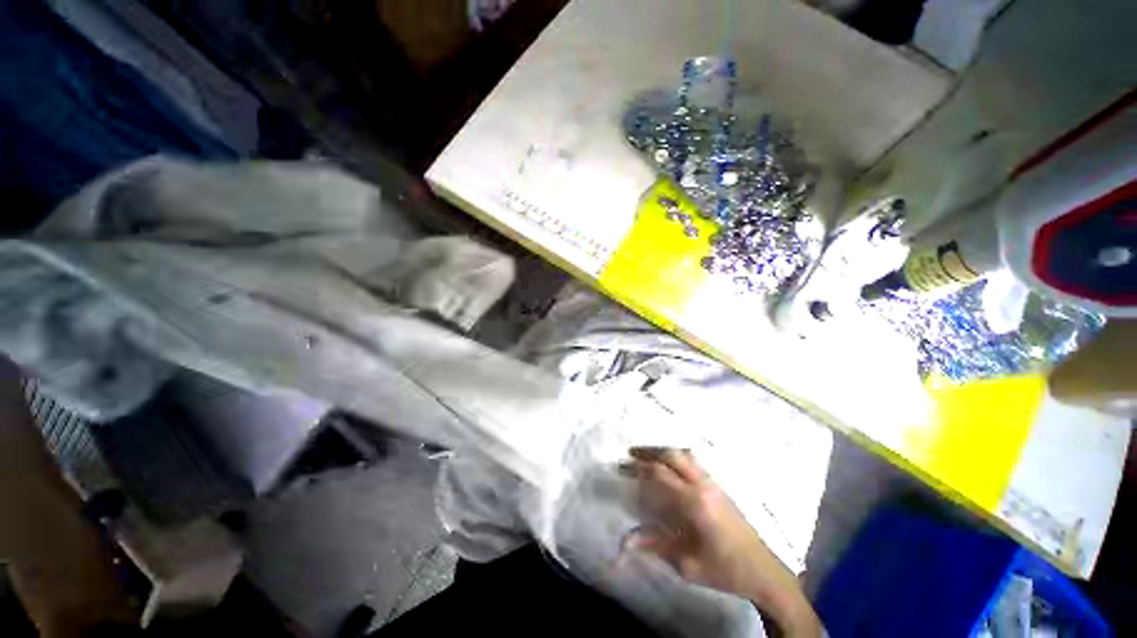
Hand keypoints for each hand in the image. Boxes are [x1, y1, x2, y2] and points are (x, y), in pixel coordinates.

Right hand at [623, 447, 821, 637]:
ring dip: (663, 452)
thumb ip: (656, 546)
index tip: (622, 466)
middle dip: (649, 451)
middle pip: (673, 455)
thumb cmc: (724, 569)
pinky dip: (676, 457)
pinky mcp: (719, 486)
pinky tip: (669, 466)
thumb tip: (625, 540)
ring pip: (685, 455)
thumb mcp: (687, 564)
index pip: (661, 474)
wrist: (763, 571)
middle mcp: (704, 485)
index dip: (639, 467)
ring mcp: (714, 483)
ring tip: (646, 456)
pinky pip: (693, 462)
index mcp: (695, 503)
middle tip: (631, 454)